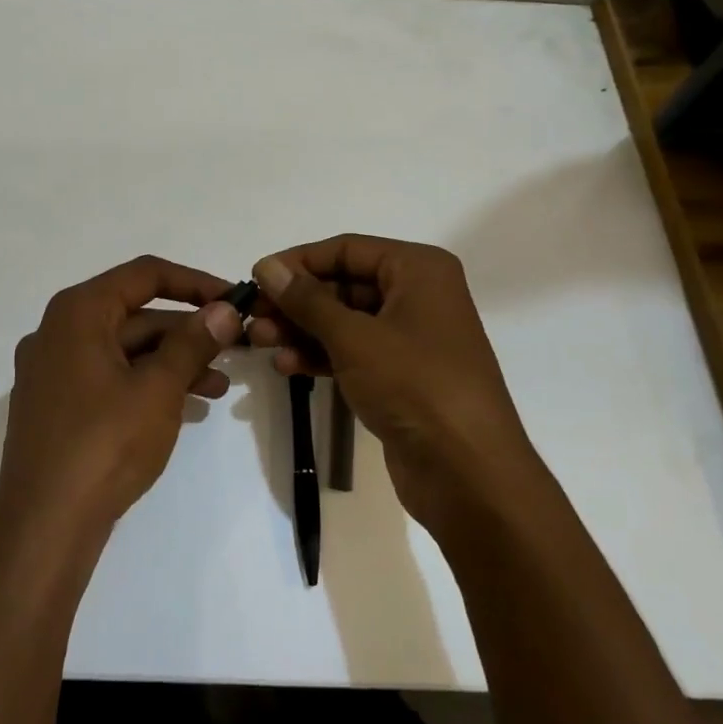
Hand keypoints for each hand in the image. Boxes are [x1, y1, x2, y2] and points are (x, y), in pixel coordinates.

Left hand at [0, 256, 243, 537]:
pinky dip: (146, 384)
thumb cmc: (104, 444)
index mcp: (78, 312)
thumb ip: (193, 342)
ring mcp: (53, 372)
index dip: (194, 282)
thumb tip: (225, 309)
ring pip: (125, 351)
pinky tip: (185, 407)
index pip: (145, 275)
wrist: (44, 528)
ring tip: (219, 387)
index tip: (233, 299)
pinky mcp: (56, 407)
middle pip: (135, 315)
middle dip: (187, 332)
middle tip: (234, 348)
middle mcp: (59, 332)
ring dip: (173, 363)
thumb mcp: (159, 388)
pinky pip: (109, 379)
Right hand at [248, 236, 537, 536]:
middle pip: (344, 285)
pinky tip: (287, 366)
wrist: (469, 474)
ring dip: (302, 330)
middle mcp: (418, 295)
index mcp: (418, 269)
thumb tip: (267, 267)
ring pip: (346, 321)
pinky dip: (322, 356)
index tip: (257, 277)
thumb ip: (307, 300)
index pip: (347, 249)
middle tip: (253, 317)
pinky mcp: (402, 376)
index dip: (299, 261)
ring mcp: (411, 338)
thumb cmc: (415, 385)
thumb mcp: (354, 337)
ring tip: (259, 342)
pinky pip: (354, 353)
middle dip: (297, 302)